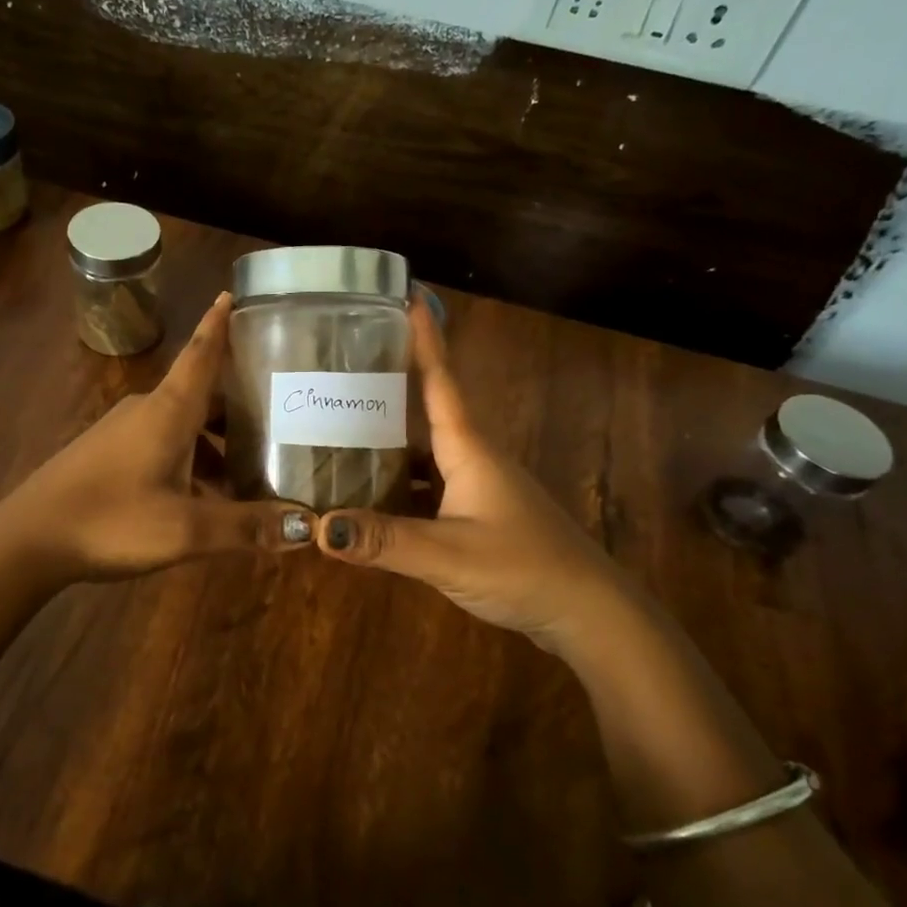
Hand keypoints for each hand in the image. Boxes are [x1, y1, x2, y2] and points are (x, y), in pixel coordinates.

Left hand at [0, 293, 312, 582]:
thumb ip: (246, 526)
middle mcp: (147, 410)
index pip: (202, 354)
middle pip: (202, 395)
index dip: (220, 324)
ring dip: (216, 443)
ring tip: (251, 472)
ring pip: (183, 425)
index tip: (235, 293)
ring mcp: (122, 432)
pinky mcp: (107, 455)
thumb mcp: (186, 529)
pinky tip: (204, 498)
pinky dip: (191, 460)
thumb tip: (305, 526)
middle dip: (240, 405)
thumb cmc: (111, 520)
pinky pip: (162, 445)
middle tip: (281, 417)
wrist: (27, 540)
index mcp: (168, 410)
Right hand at [314, 296, 656, 653]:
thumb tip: (317, 528)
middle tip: (343, 368)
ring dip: (389, 441)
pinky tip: (371, 499)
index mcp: (469, 449)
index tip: (405, 294)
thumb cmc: (524, 567)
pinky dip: (400, 486)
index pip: (441, 380)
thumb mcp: (448, 554)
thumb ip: (384, 540)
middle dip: (390, 386)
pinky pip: (429, 487)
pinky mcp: (480, 516)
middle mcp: (474, 458)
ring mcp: (480, 488)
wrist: (588, 612)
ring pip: (426, 453)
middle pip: (427, 411)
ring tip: (341, 431)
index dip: (424, 338)